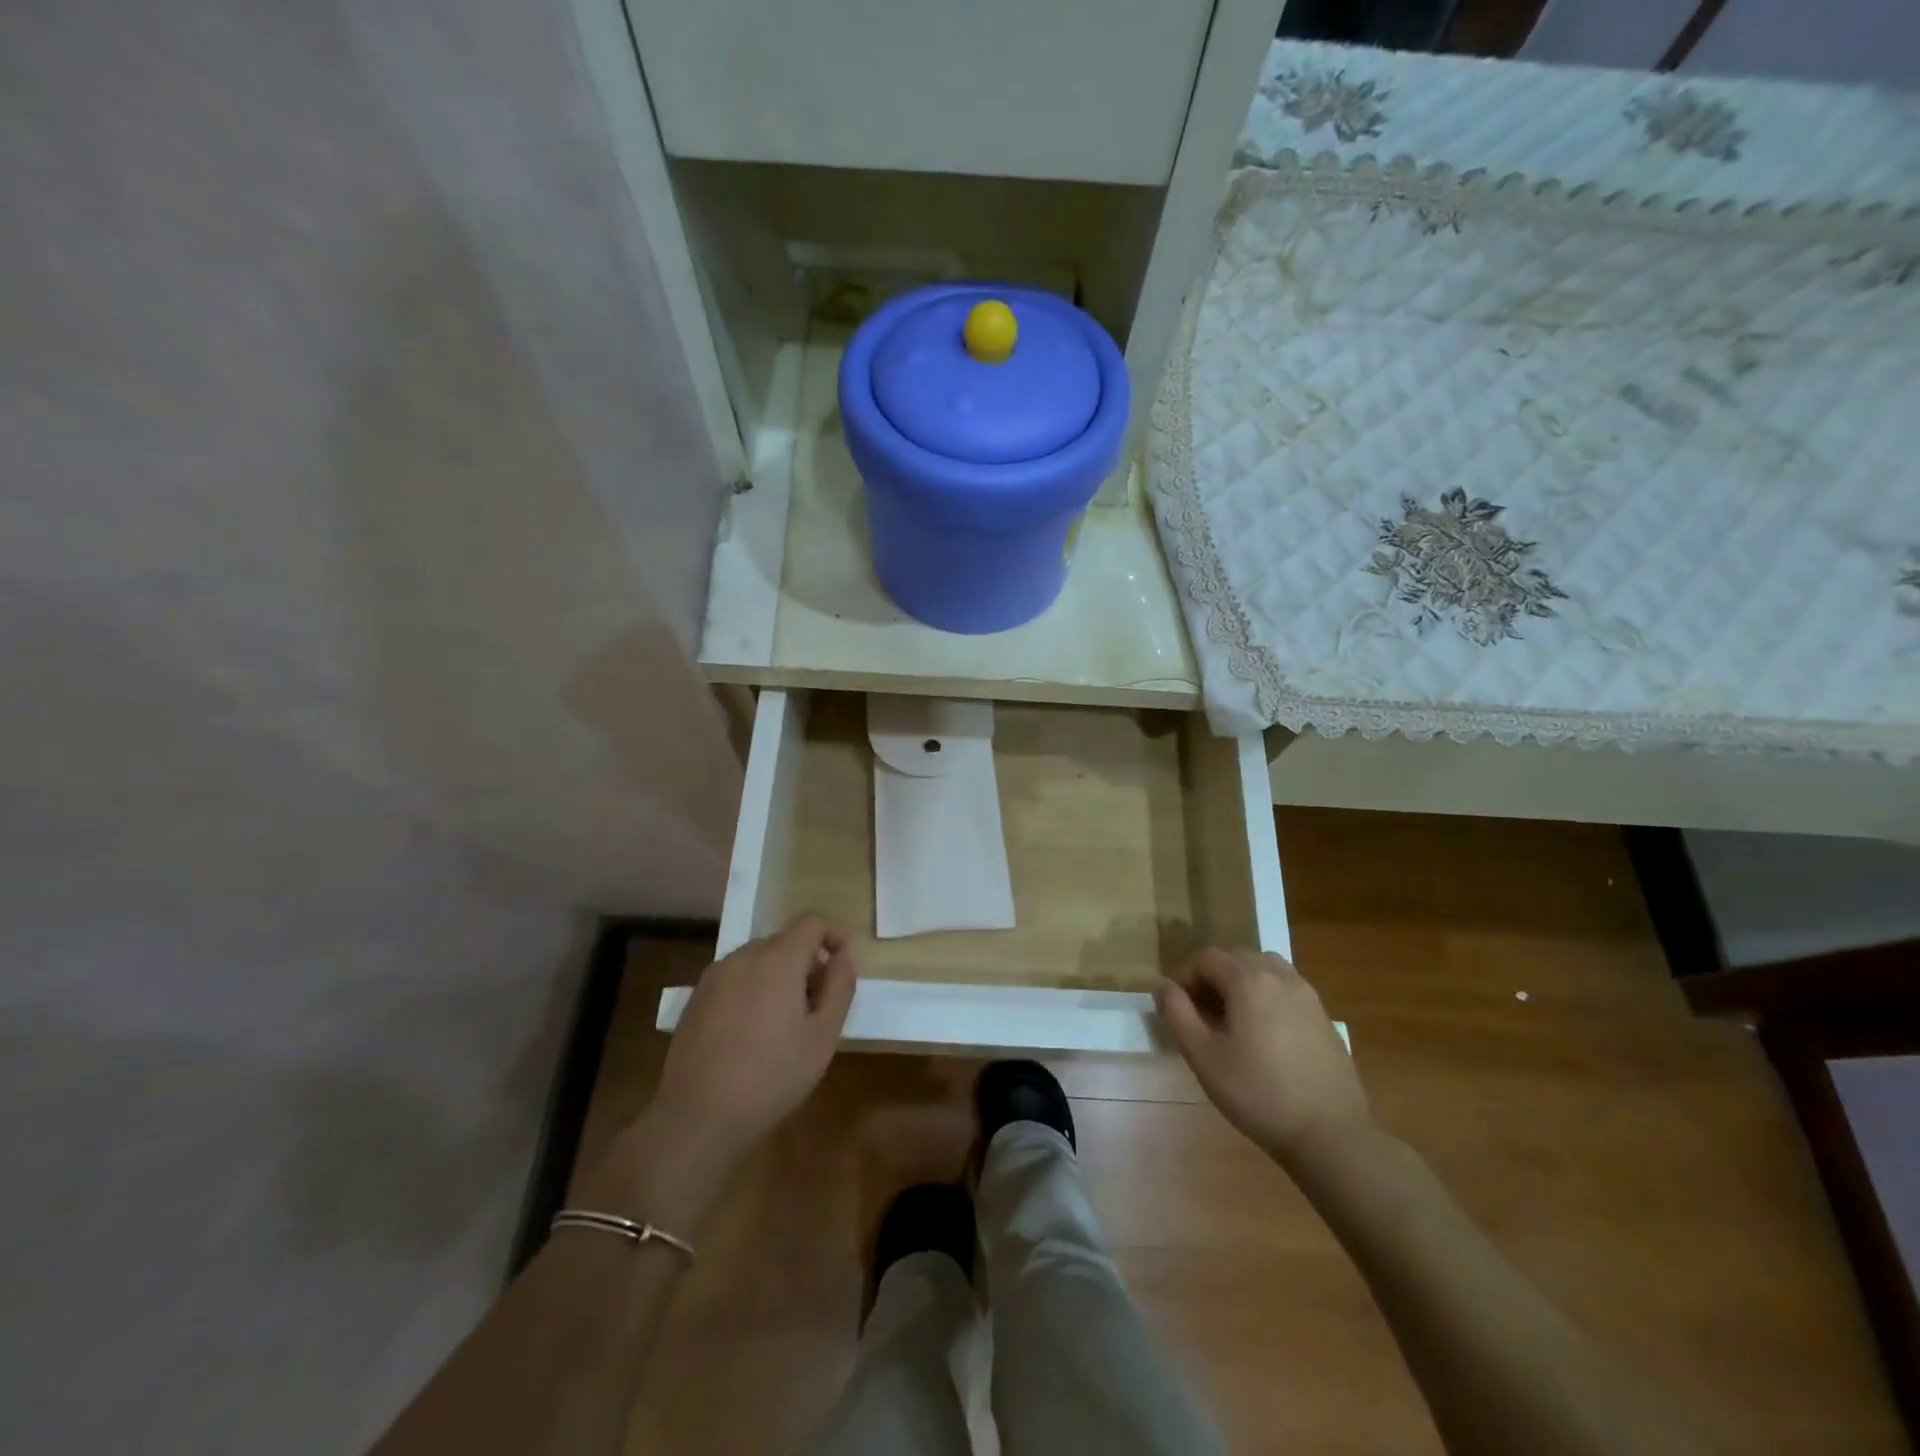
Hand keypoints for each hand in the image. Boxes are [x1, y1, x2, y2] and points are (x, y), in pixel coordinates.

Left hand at [584, 917, 856, 1235]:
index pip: (811, 922)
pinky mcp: (695, 999)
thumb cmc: (772, 1076)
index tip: (844, 966)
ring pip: (757, 960)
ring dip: (778, 976)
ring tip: (785, 1022)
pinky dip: (752, 990)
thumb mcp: (823, 1036)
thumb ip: (839, 987)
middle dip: (807, 962)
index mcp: (777, 959)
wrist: (698, 1117)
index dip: (833, 936)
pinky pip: (734, 979)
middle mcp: (742, 957)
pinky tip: (752, 1033)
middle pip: (784, 941)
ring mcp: (714, 977)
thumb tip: (844, 955)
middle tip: (818, 1004)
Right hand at [1155, 948, 1372, 1172]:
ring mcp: (1307, 995)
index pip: (1206, 958)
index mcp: (1249, 980)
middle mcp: (1280, 976)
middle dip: (1211, 977)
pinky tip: (1263, 1034)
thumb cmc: (1258, 1094)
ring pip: (1264, 969)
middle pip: (1236, 958)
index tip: (1174, 1006)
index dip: (1184, 975)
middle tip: (1199, 1014)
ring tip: (1231, 1019)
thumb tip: (1162, 985)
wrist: (1332, 1135)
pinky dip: (1266, 996)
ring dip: (1240, 982)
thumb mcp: (1204, 1057)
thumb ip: (1178, 1013)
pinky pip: (1286, 989)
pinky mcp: (1323, 1017)